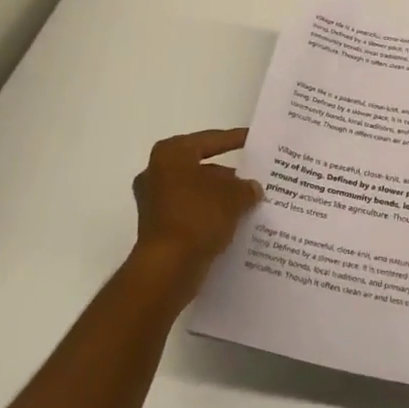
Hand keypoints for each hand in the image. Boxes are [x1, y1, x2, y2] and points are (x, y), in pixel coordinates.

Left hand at [130, 128, 262, 293]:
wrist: (167, 268)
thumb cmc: (198, 217)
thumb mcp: (234, 196)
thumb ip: (246, 187)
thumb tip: (252, 188)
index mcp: (171, 153)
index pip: (211, 140)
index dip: (236, 139)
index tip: (255, 140)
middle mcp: (156, 172)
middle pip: (201, 167)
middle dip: (228, 175)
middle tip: (254, 178)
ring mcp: (153, 201)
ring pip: (196, 192)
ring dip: (219, 197)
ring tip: (249, 204)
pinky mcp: (156, 227)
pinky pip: (190, 213)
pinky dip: (209, 215)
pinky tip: (232, 223)